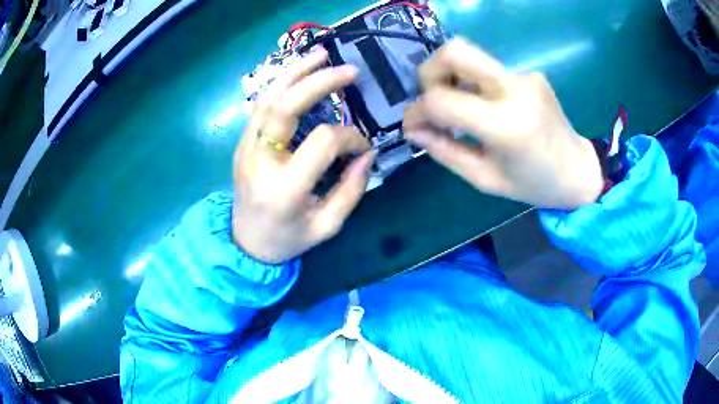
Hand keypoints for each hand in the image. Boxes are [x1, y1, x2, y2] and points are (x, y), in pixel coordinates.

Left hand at [233, 49, 374, 263]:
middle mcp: (260, 161)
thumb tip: (368, 151)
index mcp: (285, 188)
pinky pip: (260, 106)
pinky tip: (297, 73)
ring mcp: (245, 149)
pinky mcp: (242, 144)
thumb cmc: (288, 239)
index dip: (349, 136)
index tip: (362, 145)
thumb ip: (351, 189)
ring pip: (267, 99)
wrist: (245, 244)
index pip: (323, 142)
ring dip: (294, 72)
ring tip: (320, 54)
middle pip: (286, 107)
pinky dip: (280, 85)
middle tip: (348, 70)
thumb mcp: (327, 225)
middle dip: (319, 83)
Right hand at [404, 39, 602, 209]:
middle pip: (456, 51)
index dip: (417, 111)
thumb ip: (445, 151)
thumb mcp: (485, 179)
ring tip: (457, 107)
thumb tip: (413, 130)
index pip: (442, 100)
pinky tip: (485, 108)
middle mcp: (515, 90)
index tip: (414, 126)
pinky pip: (489, 70)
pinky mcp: (530, 74)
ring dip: (452, 77)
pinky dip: (475, 85)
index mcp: (506, 126)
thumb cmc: (533, 184)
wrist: (578, 170)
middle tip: (431, 98)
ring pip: (470, 57)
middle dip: (430, 72)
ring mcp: (525, 76)